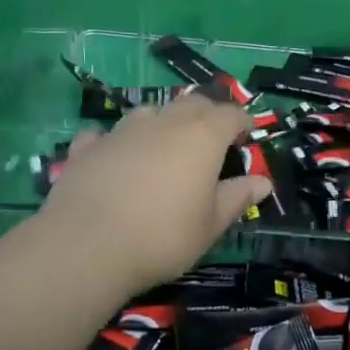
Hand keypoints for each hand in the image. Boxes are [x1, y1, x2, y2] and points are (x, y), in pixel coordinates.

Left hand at [38, 93, 271, 295]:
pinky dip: (114, 141)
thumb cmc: (162, 236)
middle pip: (192, 103)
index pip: (230, 114)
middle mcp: (165, 122)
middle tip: (213, 135)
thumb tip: (263, 182)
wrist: (86, 246)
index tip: (248, 132)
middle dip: (207, 113)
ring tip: (164, 142)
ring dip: (162, 120)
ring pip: (150, 111)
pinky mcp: (88, 147)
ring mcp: (123, 130)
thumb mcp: (210, 225)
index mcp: (202, 137)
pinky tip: (112, 155)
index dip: (242, 120)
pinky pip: (105, 134)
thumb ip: (237, 198)